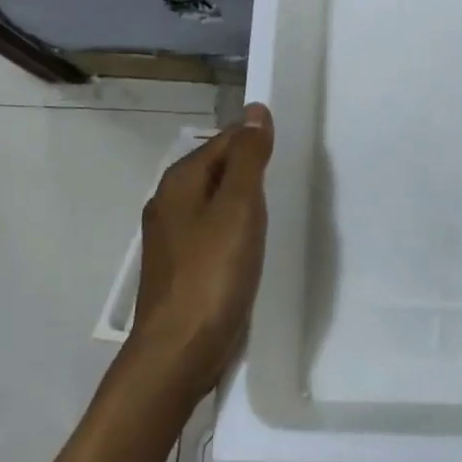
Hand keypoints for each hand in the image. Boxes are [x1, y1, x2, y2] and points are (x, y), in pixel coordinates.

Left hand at [128, 104, 273, 400]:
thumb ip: (248, 158)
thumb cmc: (212, 274)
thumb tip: (256, 110)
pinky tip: (253, 245)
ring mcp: (172, 238)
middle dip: (251, 169)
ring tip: (278, 209)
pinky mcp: (182, 267)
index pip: (225, 140)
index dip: (257, 140)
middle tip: (290, 178)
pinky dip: (235, 229)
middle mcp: (170, 202)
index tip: (291, 152)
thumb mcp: (238, 208)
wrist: (179, 351)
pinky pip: (214, 232)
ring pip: (216, 202)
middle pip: (218, 169)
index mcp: (180, 181)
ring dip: (244, 201)